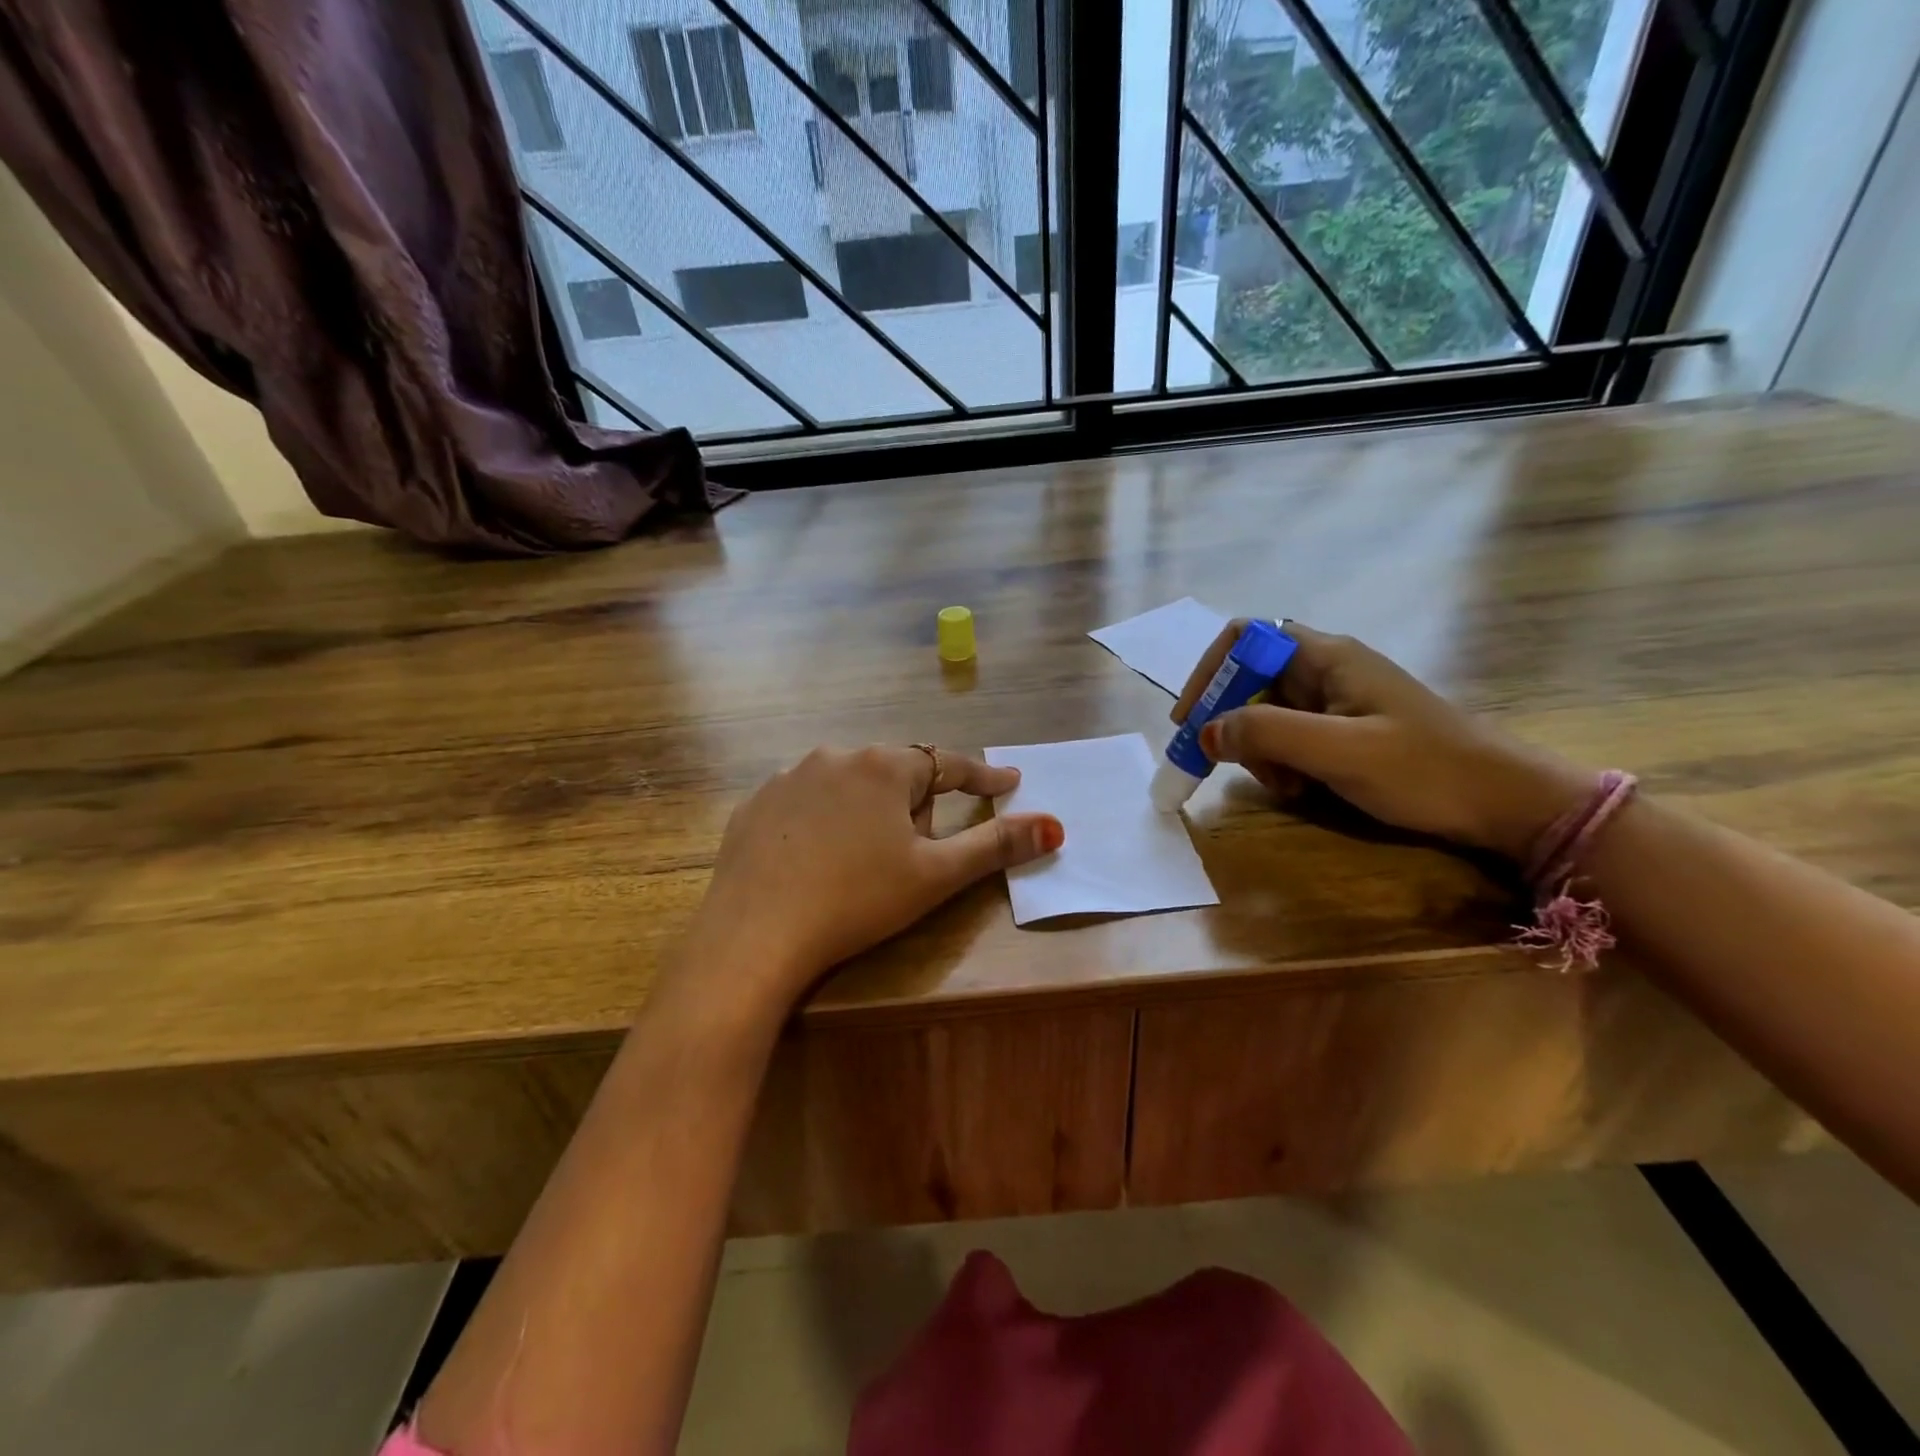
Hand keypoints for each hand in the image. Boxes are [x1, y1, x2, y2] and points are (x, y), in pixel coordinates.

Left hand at [684, 746, 1063, 1009]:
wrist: (754, 936)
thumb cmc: (857, 900)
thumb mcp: (934, 875)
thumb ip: (995, 845)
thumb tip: (1053, 825)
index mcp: (884, 767)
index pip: (948, 764)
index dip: (982, 776)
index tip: (1007, 781)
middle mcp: (836, 756)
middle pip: (896, 776)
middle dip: (914, 809)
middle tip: (908, 859)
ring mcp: (788, 776)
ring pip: (850, 787)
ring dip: (868, 813)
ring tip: (859, 864)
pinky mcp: (755, 804)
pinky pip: (806, 803)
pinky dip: (823, 823)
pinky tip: (815, 861)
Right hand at [1173, 621, 1592, 860]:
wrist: (1505, 804)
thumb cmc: (1425, 769)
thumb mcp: (1340, 751)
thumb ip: (1267, 734)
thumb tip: (1205, 732)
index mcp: (1326, 657)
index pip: (1243, 639)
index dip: (1209, 673)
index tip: (1191, 720)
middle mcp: (1326, 670)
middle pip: (1249, 681)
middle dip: (1235, 724)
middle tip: (1233, 764)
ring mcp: (1336, 703)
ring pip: (1266, 716)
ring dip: (1260, 751)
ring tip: (1287, 784)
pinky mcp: (1345, 733)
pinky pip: (1291, 739)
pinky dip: (1283, 764)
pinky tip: (1304, 789)